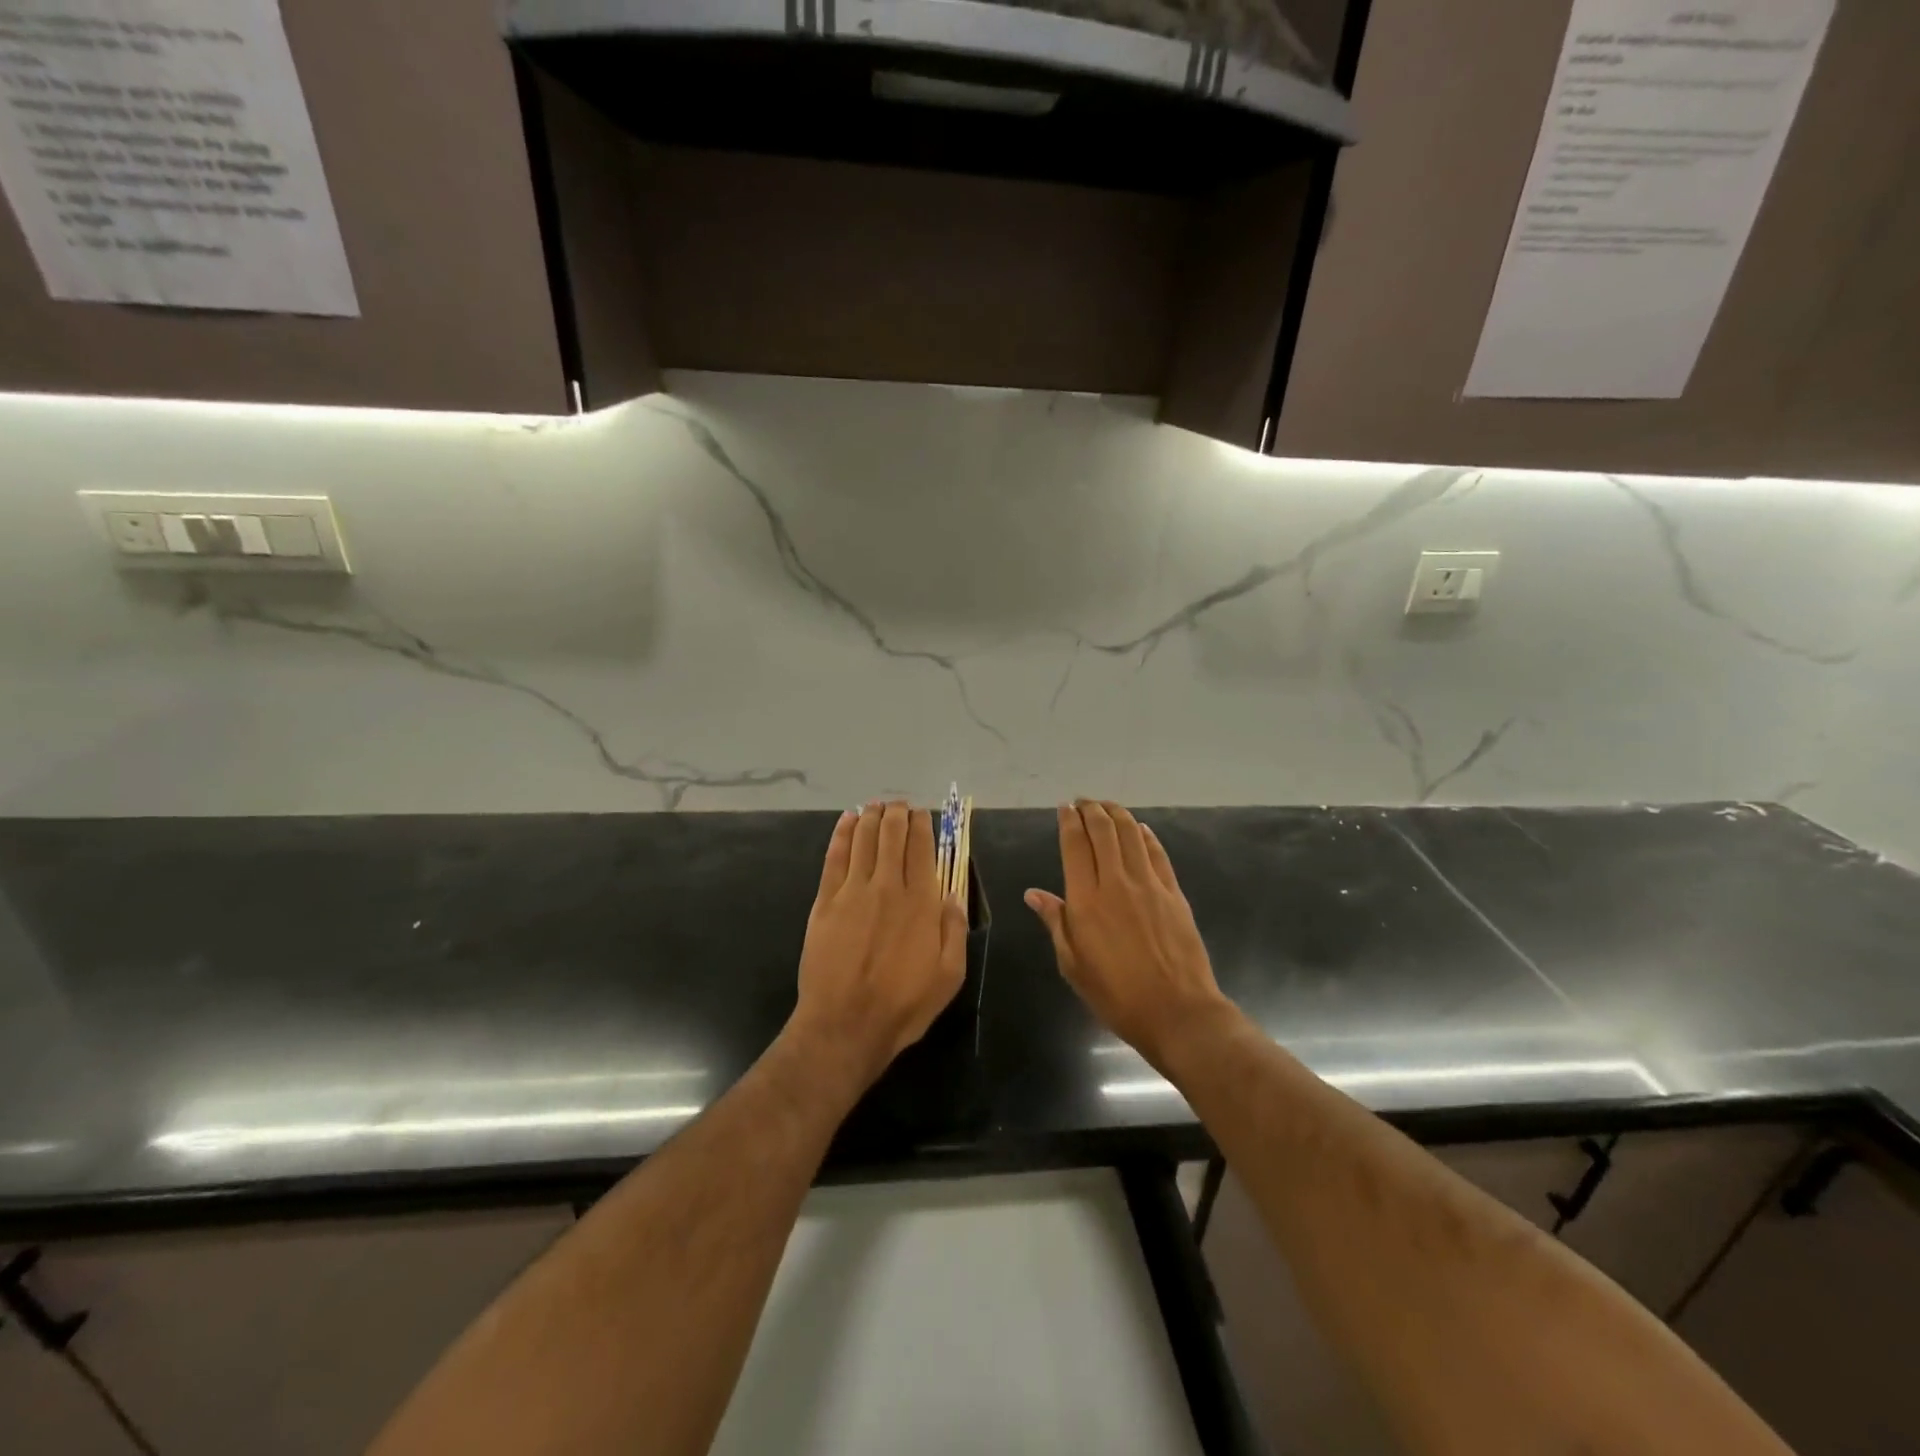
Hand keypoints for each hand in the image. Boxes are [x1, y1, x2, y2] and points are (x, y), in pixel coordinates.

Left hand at [791, 801, 967, 1089]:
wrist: (845, 1025)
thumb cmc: (903, 1005)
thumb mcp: (949, 975)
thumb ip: (954, 929)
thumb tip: (952, 893)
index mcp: (921, 902)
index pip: (922, 848)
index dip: (922, 825)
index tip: (922, 814)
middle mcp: (888, 886)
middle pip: (892, 836)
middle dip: (897, 814)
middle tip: (899, 805)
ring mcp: (853, 891)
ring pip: (863, 839)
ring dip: (870, 816)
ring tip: (875, 805)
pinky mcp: (825, 902)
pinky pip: (835, 857)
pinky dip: (842, 834)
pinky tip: (847, 821)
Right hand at [1025, 801, 1235, 1070]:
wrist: (1177, 1012)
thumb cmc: (1116, 995)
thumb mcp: (1073, 965)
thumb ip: (1055, 922)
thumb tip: (1034, 894)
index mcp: (1086, 900)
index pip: (1075, 845)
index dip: (1069, 821)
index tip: (1064, 808)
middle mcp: (1116, 883)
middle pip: (1103, 831)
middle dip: (1091, 810)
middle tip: (1083, 802)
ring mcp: (1149, 885)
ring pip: (1131, 834)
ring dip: (1117, 814)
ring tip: (1107, 806)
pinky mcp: (1173, 893)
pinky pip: (1157, 853)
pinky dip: (1146, 835)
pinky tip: (1140, 829)